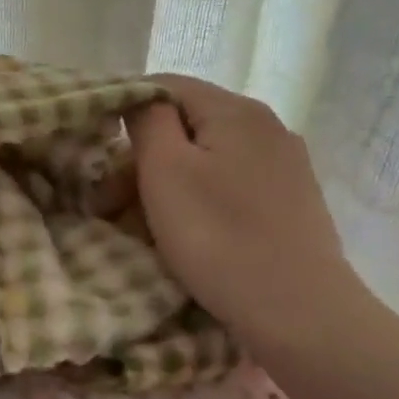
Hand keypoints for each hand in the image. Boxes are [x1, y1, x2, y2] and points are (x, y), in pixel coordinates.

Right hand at [129, 75, 372, 362]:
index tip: (97, 150)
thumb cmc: (219, 237)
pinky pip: (231, 182)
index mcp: (236, 110)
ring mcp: (285, 164)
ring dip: (168, 180)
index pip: (165, 85)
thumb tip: (142, 100)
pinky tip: (189, 230)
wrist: (300, 314)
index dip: (124, 108)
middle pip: (187, 123)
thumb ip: (148, 121)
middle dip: (144, 155)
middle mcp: (267, 126)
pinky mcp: (292, 200)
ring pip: (208, 156)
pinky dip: (200, 197)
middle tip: (111, 201)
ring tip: (143, 221)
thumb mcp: (165, 172)